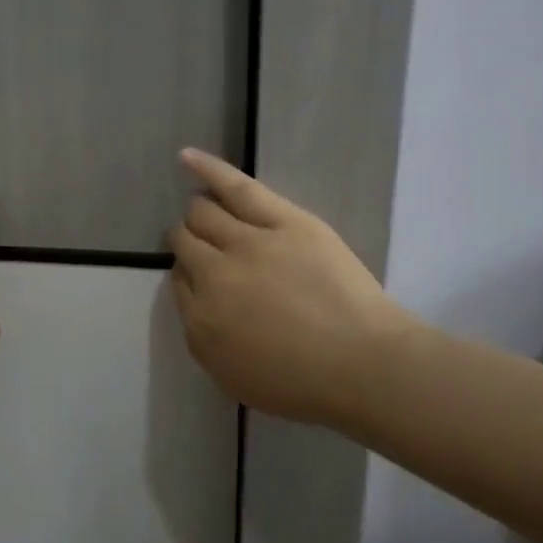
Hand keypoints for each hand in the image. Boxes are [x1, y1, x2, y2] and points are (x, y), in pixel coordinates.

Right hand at [168, 149, 414, 429]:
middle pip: (185, 243)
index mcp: (200, 321)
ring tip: (209, 216)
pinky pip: (234, 187)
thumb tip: (195, 300)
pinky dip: (207, 169)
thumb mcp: (233, 377)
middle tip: (209, 250)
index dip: (190, 276)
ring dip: (199, 215)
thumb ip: (203, 336)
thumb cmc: (304, 384)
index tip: (206, 280)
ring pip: (202, 213)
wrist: (364, 366)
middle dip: (188, 243)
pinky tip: (186, 158)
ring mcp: (245, 243)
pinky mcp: (280, 220)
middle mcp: (212, 276)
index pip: (179, 281)